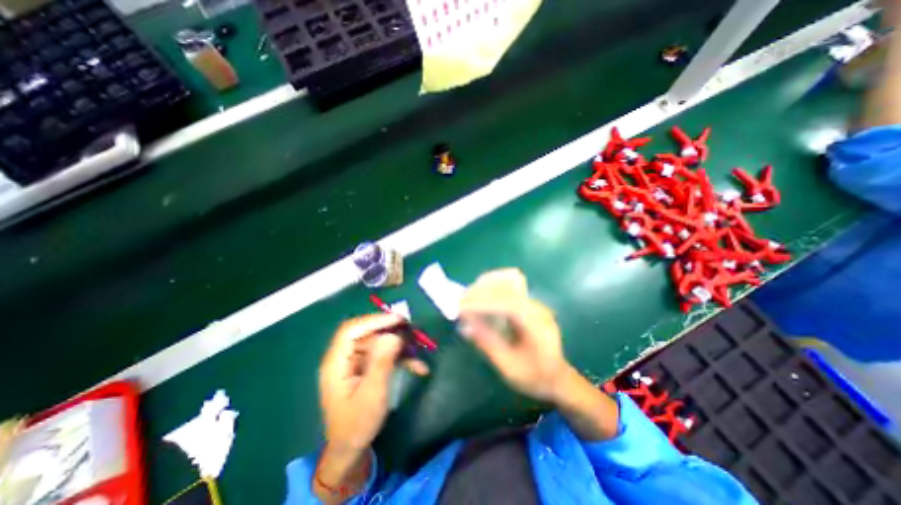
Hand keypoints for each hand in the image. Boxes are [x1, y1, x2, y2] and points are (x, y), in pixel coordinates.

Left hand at [317, 315, 426, 451]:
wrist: (351, 449)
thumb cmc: (358, 424)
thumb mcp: (373, 394)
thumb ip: (382, 362)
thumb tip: (394, 335)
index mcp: (336, 362)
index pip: (351, 329)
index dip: (374, 320)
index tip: (398, 319)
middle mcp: (344, 357)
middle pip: (366, 333)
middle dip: (390, 330)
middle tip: (412, 330)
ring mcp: (355, 362)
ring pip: (378, 342)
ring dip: (399, 345)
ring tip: (418, 350)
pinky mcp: (365, 367)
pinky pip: (383, 354)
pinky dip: (400, 357)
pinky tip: (419, 366)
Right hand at [458, 270, 619, 439]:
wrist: (558, 378)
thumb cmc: (535, 377)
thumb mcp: (509, 367)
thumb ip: (488, 344)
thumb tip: (465, 325)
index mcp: (536, 323)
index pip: (508, 302)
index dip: (482, 303)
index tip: (461, 308)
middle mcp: (536, 305)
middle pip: (507, 285)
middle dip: (480, 291)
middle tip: (460, 303)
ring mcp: (533, 301)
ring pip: (507, 279)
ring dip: (485, 285)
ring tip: (468, 298)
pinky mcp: (527, 301)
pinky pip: (508, 284)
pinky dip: (491, 285)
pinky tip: (481, 295)